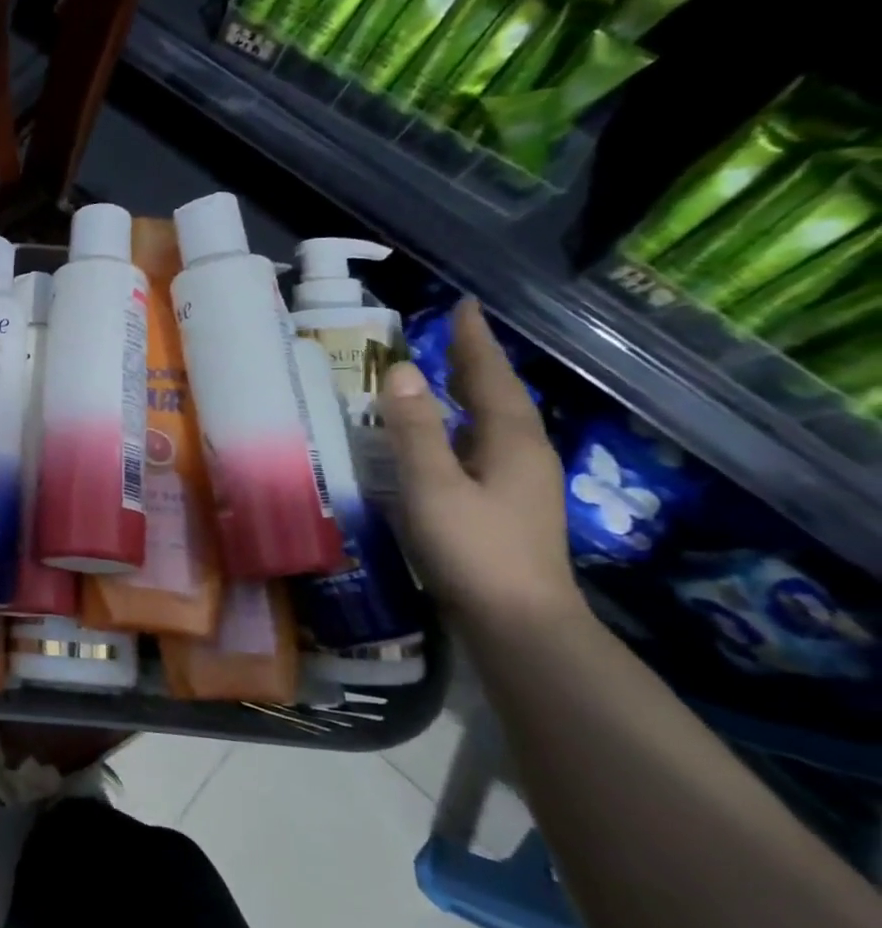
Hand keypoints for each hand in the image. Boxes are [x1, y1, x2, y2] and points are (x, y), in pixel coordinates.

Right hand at [379, 299, 583, 630]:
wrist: (520, 623)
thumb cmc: (474, 549)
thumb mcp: (432, 485)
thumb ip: (414, 428)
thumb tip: (402, 369)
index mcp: (511, 440)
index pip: (489, 376)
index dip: (474, 340)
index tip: (465, 304)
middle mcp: (524, 453)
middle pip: (499, 395)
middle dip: (476, 362)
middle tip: (452, 333)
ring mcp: (521, 482)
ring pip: (495, 421)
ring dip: (472, 392)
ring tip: (446, 375)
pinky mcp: (509, 505)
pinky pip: (485, 445)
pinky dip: (465, 425)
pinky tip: (448, 438)